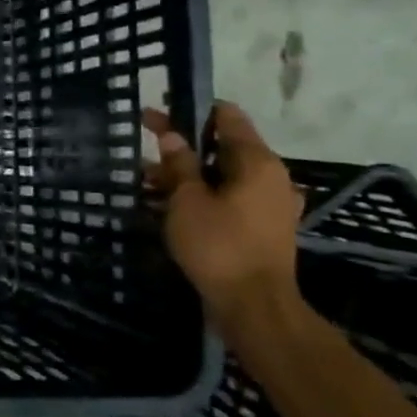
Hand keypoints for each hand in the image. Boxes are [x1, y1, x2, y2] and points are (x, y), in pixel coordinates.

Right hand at [144, 100, 303, 337]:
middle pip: (223, 147)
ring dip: (187, 174)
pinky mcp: (262, 227)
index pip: (227, 117)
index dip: (191, 110)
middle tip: (145, 147)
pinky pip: (228, 199)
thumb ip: (179, 163)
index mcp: (258, 162)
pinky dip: (200, 196)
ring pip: (223, 176)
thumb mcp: (187, 200)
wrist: (254, 306)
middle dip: (183, 146)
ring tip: (146, 181)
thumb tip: (172, 135)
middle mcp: (271, 177)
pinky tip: (168, 206)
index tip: (158, 112)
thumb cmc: (219, 245)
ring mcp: (269, 204)